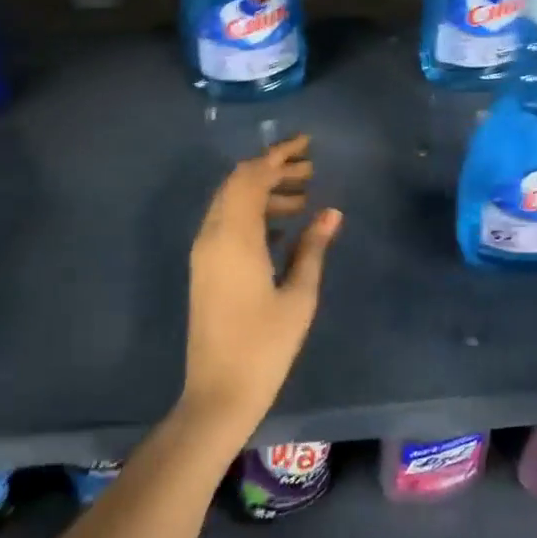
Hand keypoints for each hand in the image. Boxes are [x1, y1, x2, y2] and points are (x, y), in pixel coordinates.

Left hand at [179, 134, 341, 447]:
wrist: (218, 392)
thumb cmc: (266, 346)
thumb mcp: (299, 295)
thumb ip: (313, 247)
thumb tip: (332, 212)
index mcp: (235, 237)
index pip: (252, 177)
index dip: (278, 155)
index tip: (307, 144)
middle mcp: (212, 236)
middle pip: (238, 184)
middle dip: (272, 169)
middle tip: (310, 170)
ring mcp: (204, 253)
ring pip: (231, 203)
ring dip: (263, 192)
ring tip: (303, 198)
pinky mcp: (205, 268)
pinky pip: (227, 223)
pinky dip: (252, 213)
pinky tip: (283, 226)